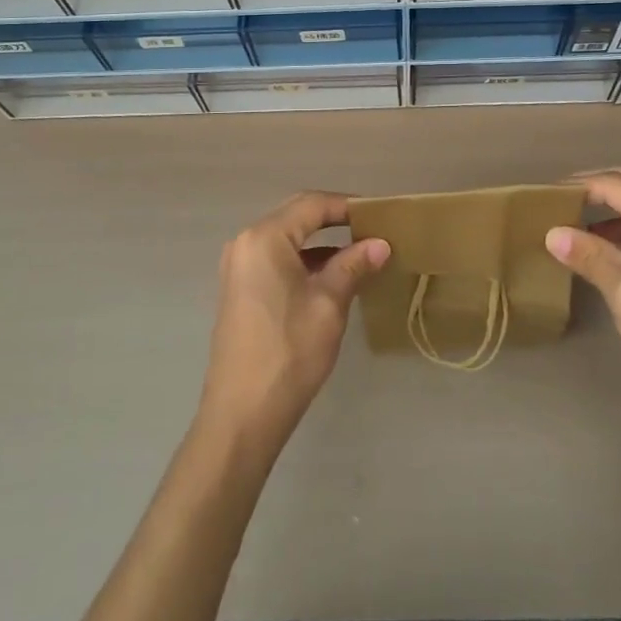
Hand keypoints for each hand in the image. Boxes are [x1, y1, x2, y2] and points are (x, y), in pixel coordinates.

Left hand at [197, 191, 389, 451]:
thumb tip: (380, 243)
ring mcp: (239, 267)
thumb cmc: (288, 352)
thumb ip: (353, 266)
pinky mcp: (240, 289)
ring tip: (360, 254)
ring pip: (287, 240)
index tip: (380, 214)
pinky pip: (276, 260)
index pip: (312, 204)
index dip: (347, 205)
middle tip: (372, 229)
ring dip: (321, 243)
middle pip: (297, 216)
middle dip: (335, 220)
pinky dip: (305, 262)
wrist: (241, 416)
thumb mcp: (329, 304)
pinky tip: (332, 278)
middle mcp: (246, 243)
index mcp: (264, 238)